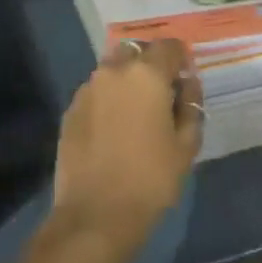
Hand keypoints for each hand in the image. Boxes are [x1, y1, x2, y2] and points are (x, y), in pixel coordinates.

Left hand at [51, 37, 203, 261]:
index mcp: (146, 74)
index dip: (181, 59)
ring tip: (136, 113)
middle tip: (161, 94)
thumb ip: (191, 106)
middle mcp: (114, 71)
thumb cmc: (150, 180)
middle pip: (136, 51)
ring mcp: (88, 89)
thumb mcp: (186, 146)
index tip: (185, 80)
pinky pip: (95, 92)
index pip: (169, 46)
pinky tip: (113, 128)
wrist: (95, 216)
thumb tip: (188, 84)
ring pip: (113, 70)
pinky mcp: (70, 110)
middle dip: (150, 64)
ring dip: (127, 80)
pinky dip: (108, 99)